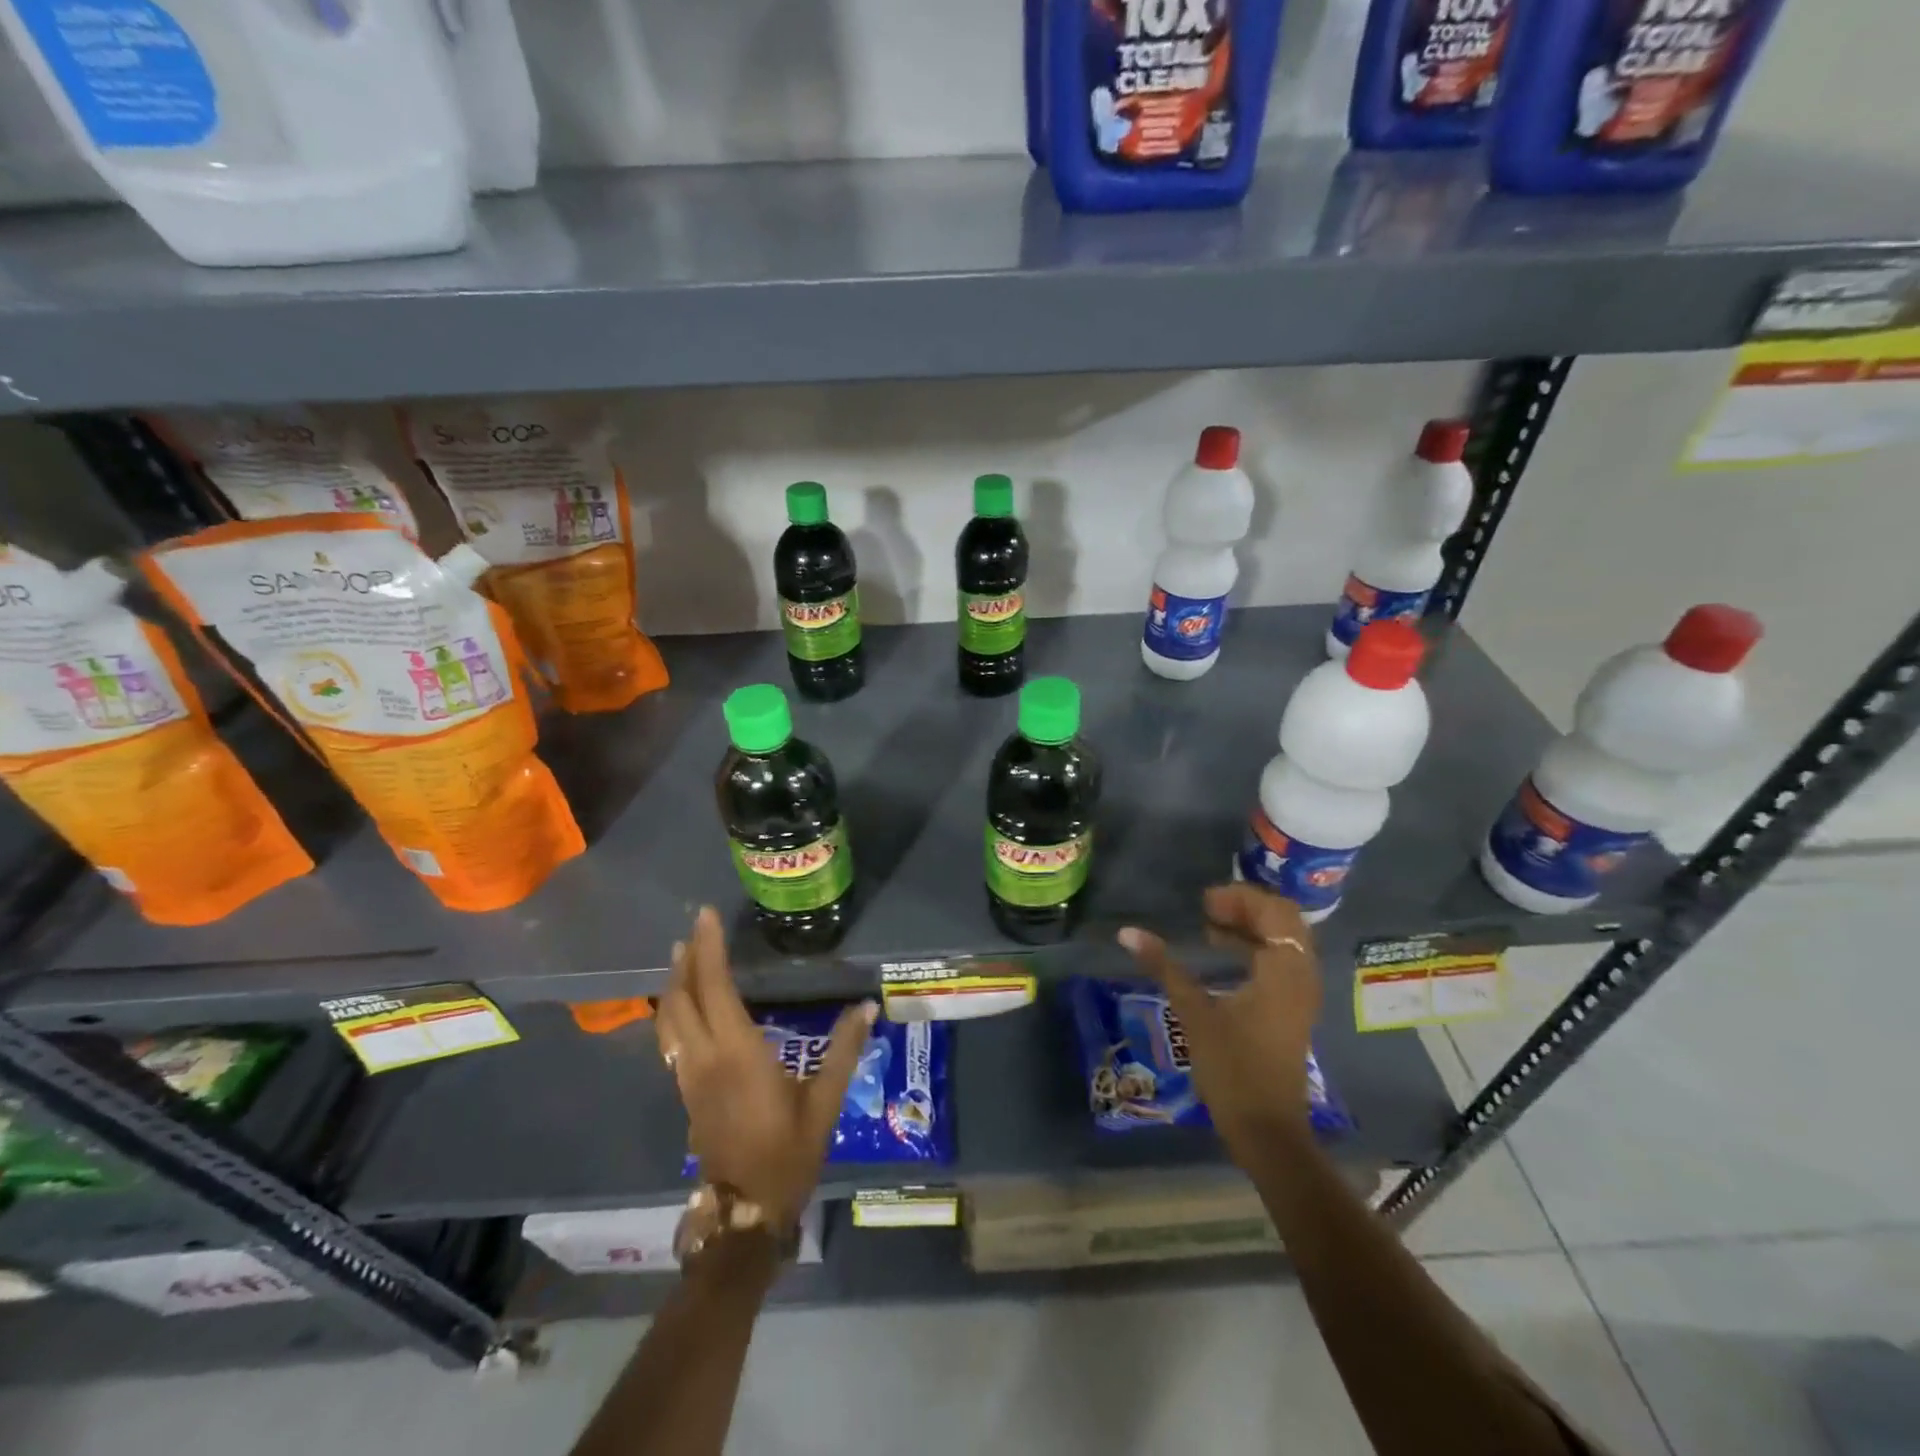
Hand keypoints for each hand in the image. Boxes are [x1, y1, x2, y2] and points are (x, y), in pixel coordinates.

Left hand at [657, 906, 876, 1227]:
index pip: (715, 988)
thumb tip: (866, 1006)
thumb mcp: (824, 1101)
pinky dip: (675, 1010)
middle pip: (683, 998)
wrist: (745, 1212)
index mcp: (737, 1052)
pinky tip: (685, 1005)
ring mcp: (689, 1076)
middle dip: (686, 959)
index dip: (709, 949)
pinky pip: (672, 1038)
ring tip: (683, 956)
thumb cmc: (788, 1153)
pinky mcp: (686, 1091)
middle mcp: (705, 1058)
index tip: (706, 917)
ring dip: (675, 983)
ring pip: (670, 1018)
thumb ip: (844, 1050)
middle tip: (695, 928)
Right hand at [1118, 884, 1323, 1153]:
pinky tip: (1223, 954)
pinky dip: (1256, 948)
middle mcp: (1301, 976)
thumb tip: (1128, 933)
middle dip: (1247, 907)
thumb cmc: (1232, 1069)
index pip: (1275, 911)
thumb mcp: (1194, 1013)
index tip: (1204, 901)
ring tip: (1211, 925)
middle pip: (1284, 921)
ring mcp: (1301, 994)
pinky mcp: (1293, 1009)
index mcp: (1284, 971)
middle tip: (1208, 908)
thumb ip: (1165, 967)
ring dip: (1251, 927)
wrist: (1266, 1130)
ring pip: (1284, 940)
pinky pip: (1282, 961)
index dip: (1240, 898)